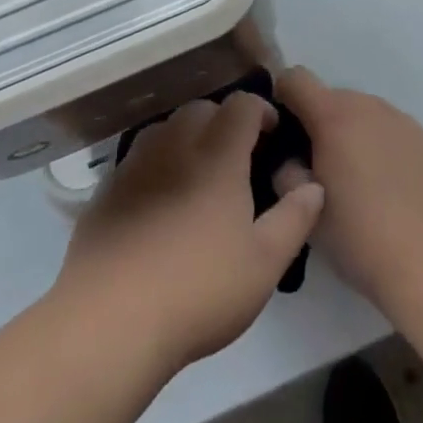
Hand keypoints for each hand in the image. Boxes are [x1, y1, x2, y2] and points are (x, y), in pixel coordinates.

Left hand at [53, 92, 324, 373]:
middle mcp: (177, 142)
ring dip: (188, 136)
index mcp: (218, 151)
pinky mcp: (108, 187)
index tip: (271, 134)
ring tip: (198, 173)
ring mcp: (137, 162)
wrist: (112, 318)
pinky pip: (139, 157)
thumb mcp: (265, 262)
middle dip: (224, 121)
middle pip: (203, 108)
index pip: (243, 104)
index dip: (261, 111)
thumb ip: (295, 217)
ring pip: (167, 127)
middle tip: (237, 157)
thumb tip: (314, 185)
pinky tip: (159, 201)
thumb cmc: (199, 288)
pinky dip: (157, 163)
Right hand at [273, 67, 422, 322]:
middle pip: (328, 97)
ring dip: (347, 134)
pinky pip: (385, 129)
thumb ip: (286, 174)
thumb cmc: (361, 238)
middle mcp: (366, 104)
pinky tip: (384, 188)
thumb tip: (290, 158)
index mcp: (334, 115)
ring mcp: (399, 118)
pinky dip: (375, 145)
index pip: (295, 78)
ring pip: (359, 113)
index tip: (282, 133)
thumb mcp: (307, 213)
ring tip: (353, 182)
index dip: (282, 98)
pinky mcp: (422, 137)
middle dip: (316, 124)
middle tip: (316, 169)